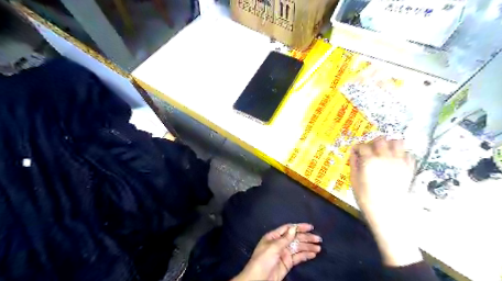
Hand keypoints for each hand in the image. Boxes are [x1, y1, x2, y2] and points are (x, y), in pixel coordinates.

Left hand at [233, 224, 320, 280]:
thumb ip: (285, 239)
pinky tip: (313, 254)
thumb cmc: (263, 260)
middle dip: (306, 238)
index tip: (311, 227)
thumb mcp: (273, 248)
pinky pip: (298, 257)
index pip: (288, 229)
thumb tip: (294, 228)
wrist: (258, 280)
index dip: (299, 227)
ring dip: (308, 246)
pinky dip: (306, 255)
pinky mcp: (288, 263)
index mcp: (274, 237)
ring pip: (298, 247)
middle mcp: (280, 243)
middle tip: (318, 239)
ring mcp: (284, 253)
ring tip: (319, 247)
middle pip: (295, 238)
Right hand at [351, 137, 415, 216]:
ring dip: (390, 144)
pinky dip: (401, 154)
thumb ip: (354, 163)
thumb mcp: (354, 180)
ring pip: (398, 142)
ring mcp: (399, 162)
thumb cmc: (366, 197)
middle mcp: (385, 157)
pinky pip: (408, 154)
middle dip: (373, 142)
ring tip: (385, 151)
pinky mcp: (409, 168)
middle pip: (381, 139)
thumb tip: (353, 153)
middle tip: (370, 150)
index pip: (362, 145)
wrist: (388, 211)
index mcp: (370, 160)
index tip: (354, 151)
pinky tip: (395, 160)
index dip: (356, 147)